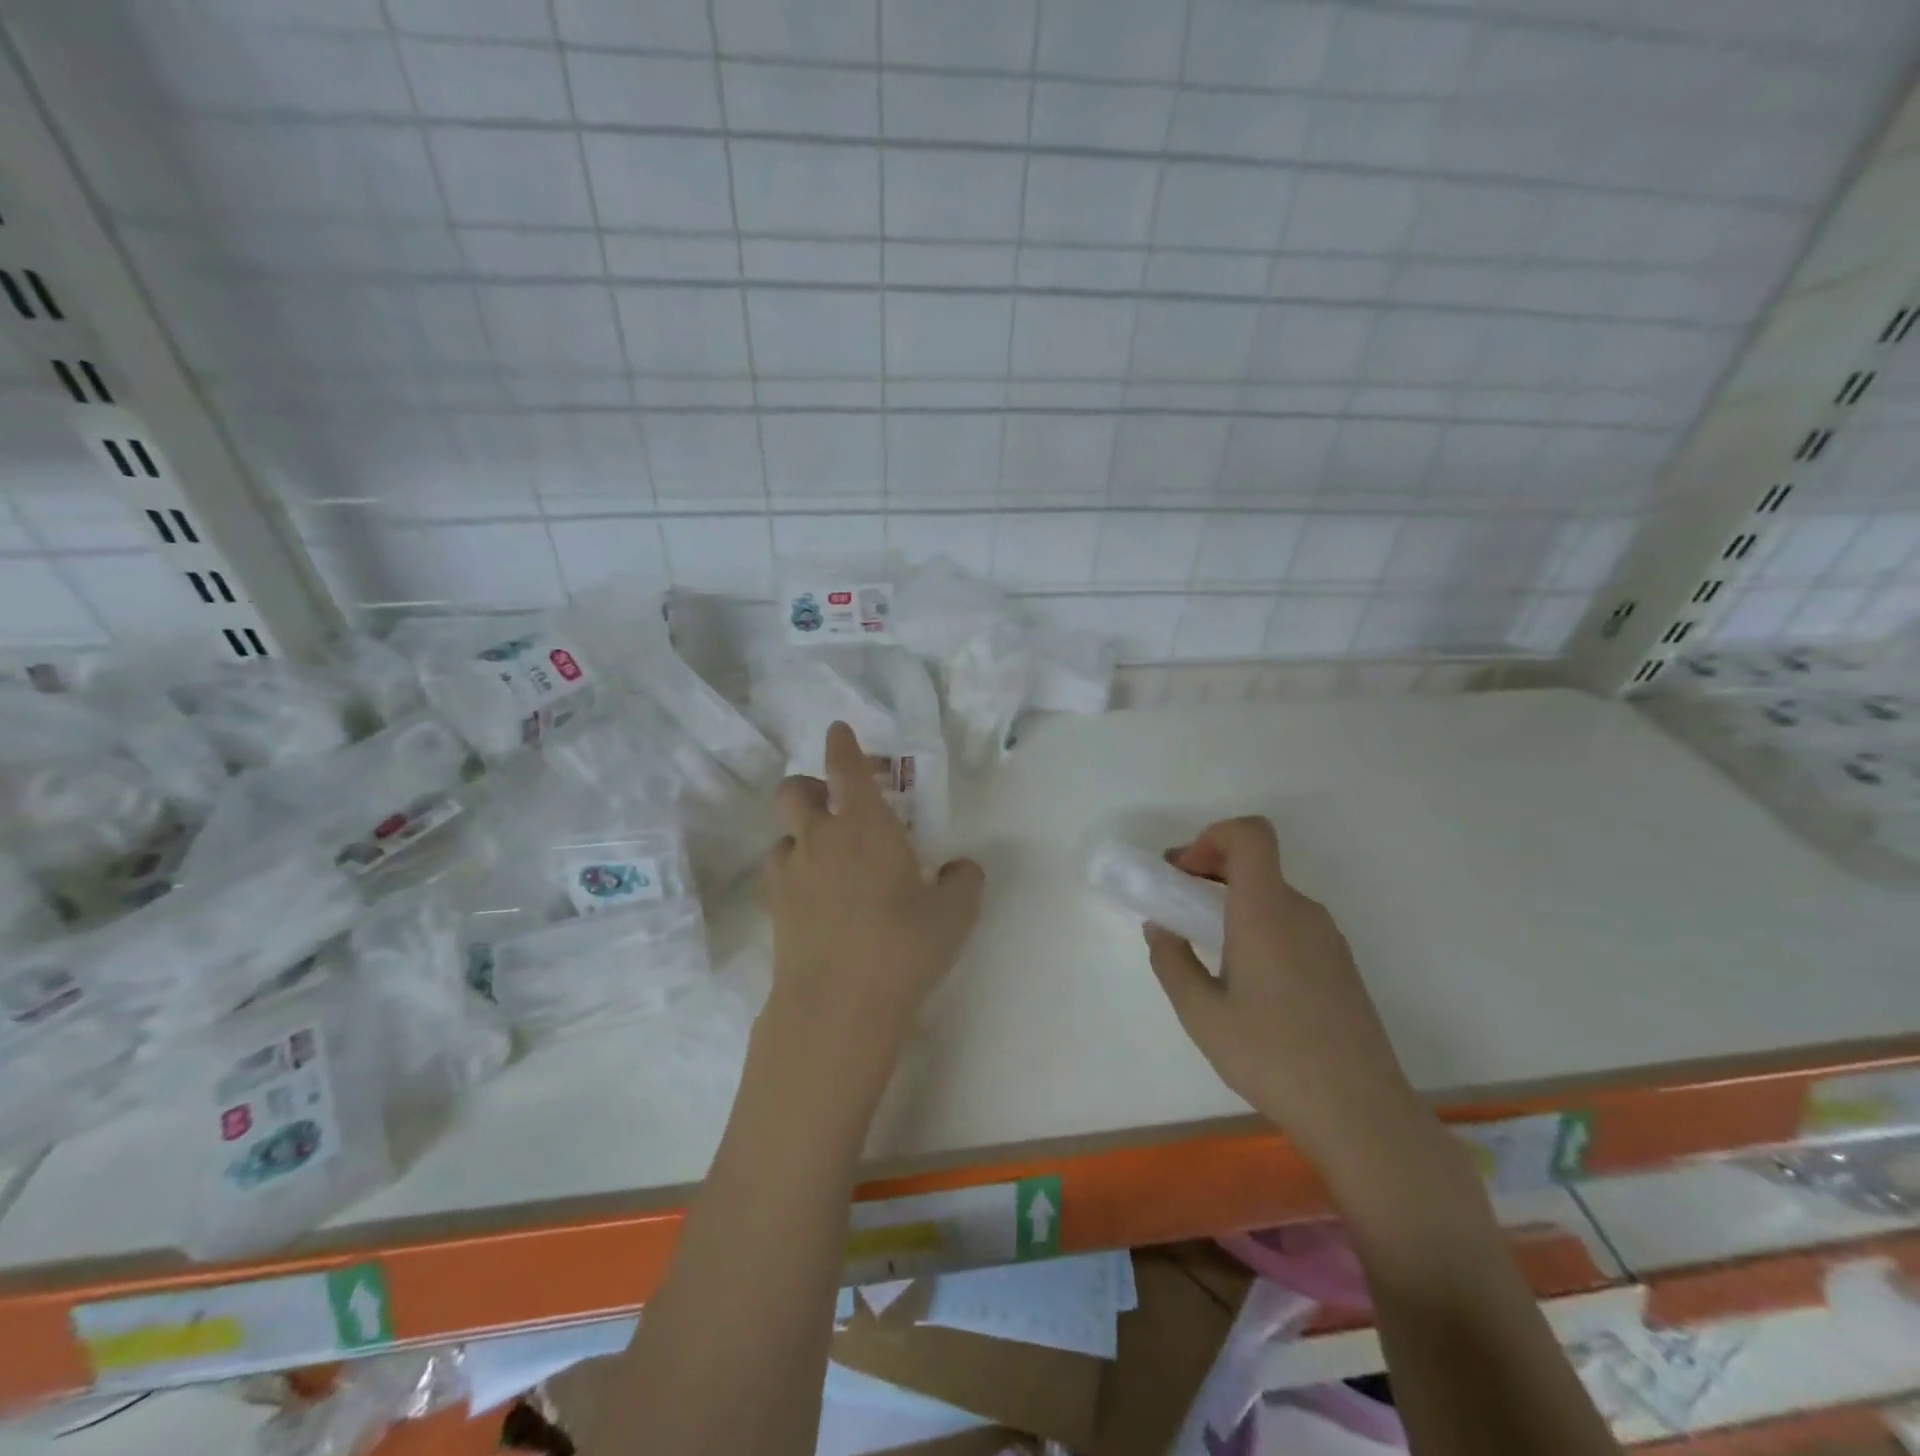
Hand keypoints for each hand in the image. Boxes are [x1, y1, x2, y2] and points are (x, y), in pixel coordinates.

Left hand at [764, 721, 983, 1058]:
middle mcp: (820, 837)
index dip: (842, 743)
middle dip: (810, 785)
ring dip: (802, 834)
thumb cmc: (902, 946)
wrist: (837, 1005)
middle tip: (833, 802)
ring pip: (785, 834)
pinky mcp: (774, 908)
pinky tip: (817, 897)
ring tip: (828, 860)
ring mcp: (791, 873)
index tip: (840, 730)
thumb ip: (964, 881)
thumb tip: (962, 868)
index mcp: (865, 824)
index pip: (845, 766)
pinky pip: (781, 872)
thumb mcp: (955, 914)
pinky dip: (796, 871)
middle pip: (794, 790)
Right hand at [1144, 817, 1422, 1164]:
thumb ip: (1172, 960)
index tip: (1184, 873)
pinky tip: (1245, 976)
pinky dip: (1258, 924)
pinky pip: (1291, 922)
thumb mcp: (1201, 1013)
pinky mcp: (1340, 965)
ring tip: (1205, 945)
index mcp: (1267, 911)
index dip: (1212, 837)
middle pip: (1257, 862)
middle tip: (1176, 903)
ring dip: (1232, 900)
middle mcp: (1302, 912)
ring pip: (1273, 894)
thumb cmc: (1271, 1056)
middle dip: (1210, 869)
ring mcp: (1328, 938)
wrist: (1361, 1113)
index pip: (1250, 834)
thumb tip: (1161, 927)